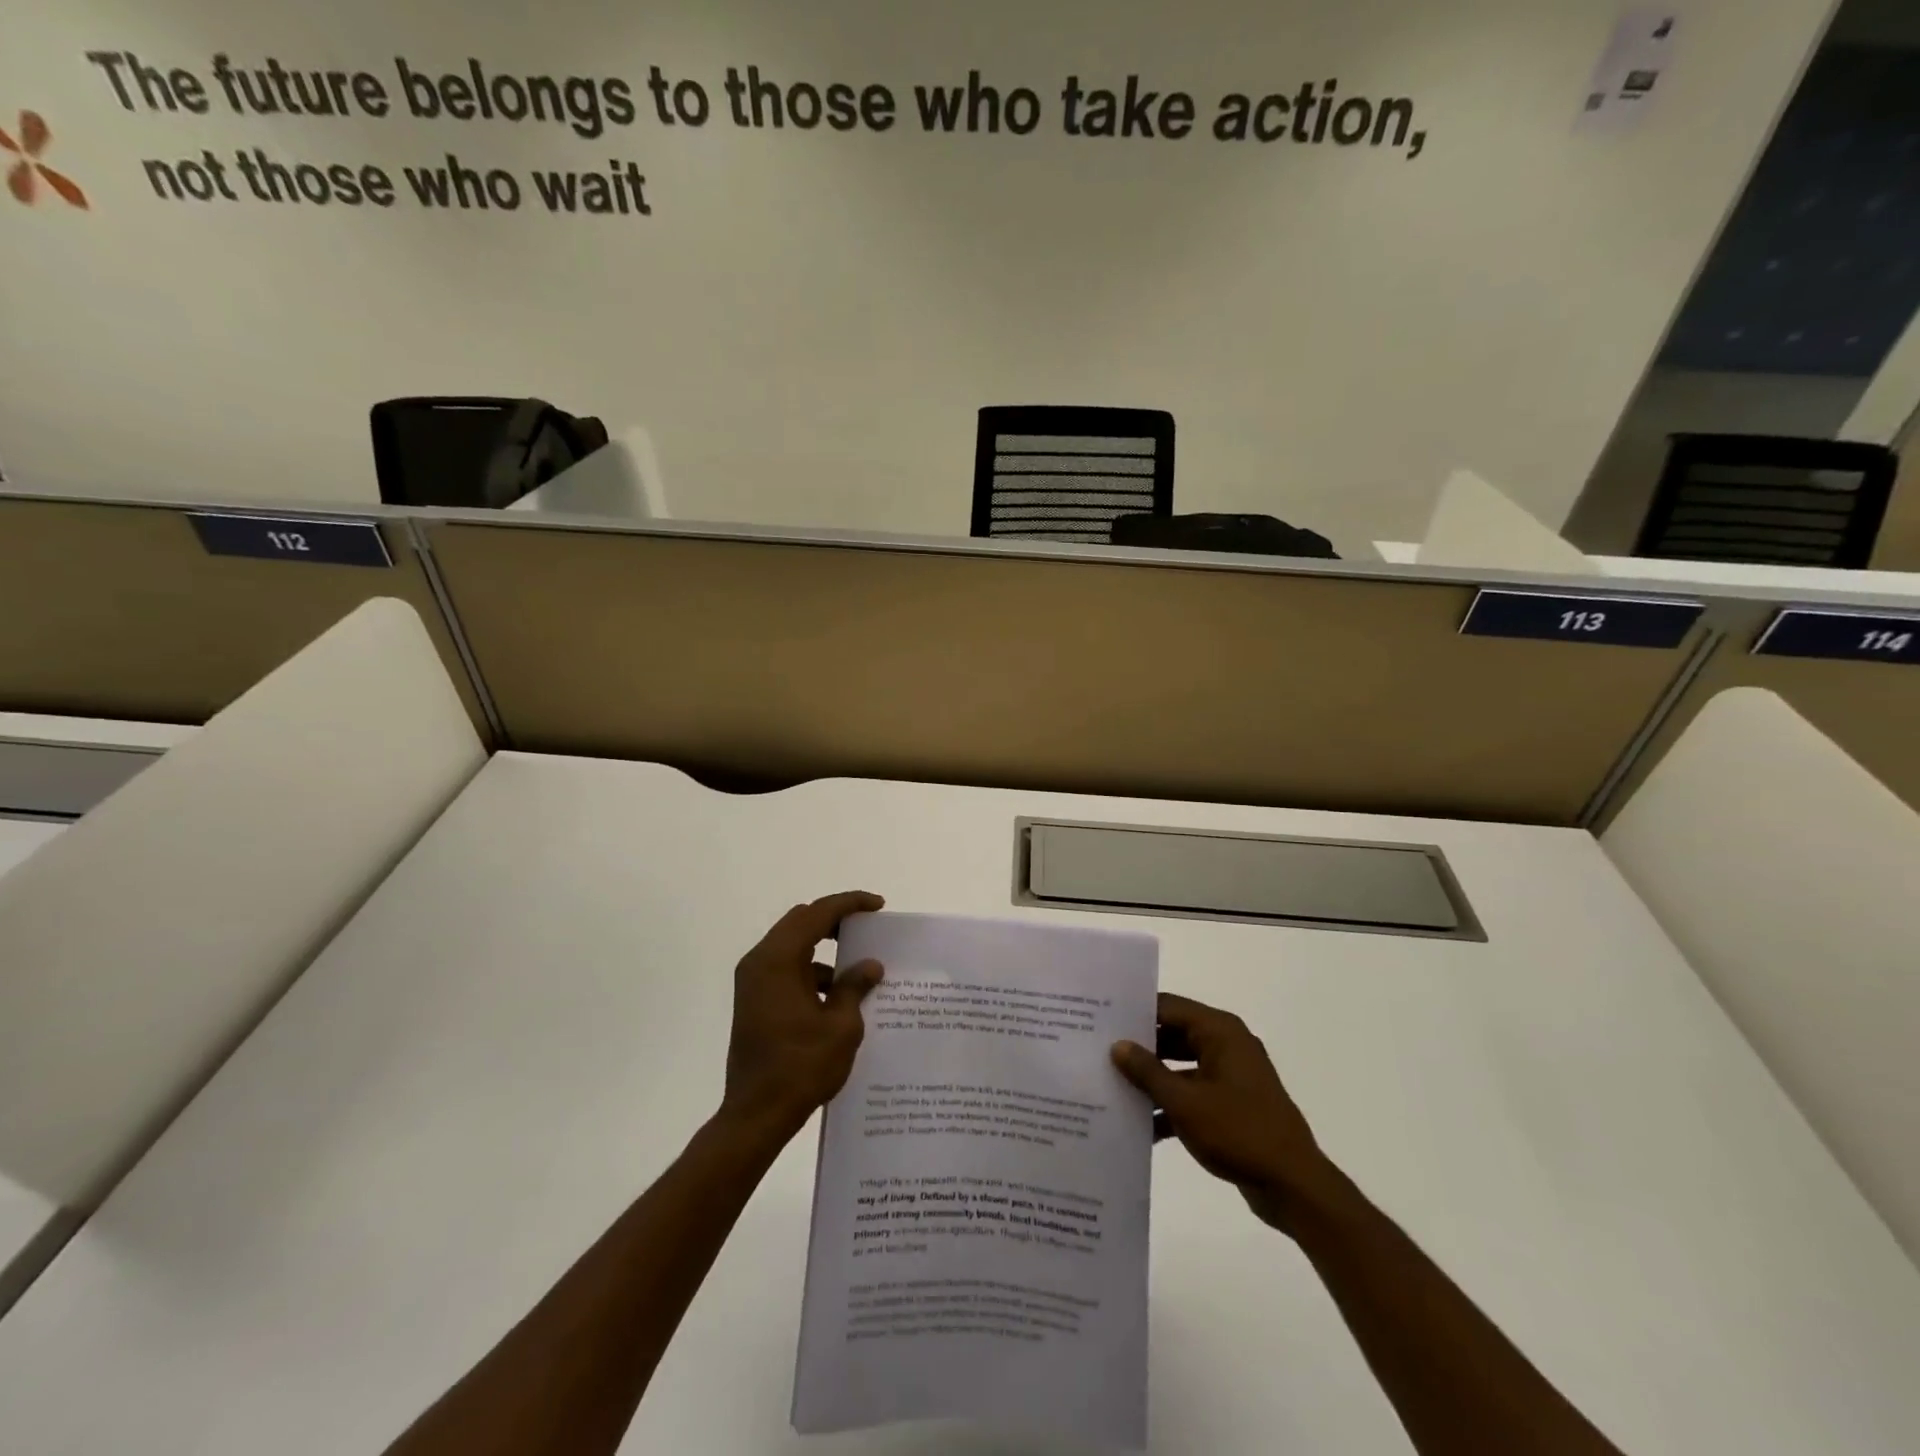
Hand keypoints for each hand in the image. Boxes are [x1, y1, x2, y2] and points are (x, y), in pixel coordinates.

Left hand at [720, 891, 886, 1143]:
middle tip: (867, 926)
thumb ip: (854, 987)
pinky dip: (812, 971)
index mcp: (778, 960)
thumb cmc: (800, 1067)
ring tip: (858, 965)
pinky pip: (787, 969)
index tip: (878, 905)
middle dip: (835, 920)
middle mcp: (760, 962)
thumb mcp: (840, 1026)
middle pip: (801, 922)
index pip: (817, 914)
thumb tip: (870, 965)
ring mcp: (754, 982)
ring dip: (824, 948)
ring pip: (793, 946)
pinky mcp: (755, 1001)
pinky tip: (838, 995)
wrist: (756, 1115)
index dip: (849, 904)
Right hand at [1112, 993, 1335, 1235]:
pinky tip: (1139, 1125)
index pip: (1168, 1007)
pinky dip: (1170, 1104)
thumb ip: (1148, 1071)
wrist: (1294, 1187)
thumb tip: (1118, 1045)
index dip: (1134, 1012)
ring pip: (1180, 1065)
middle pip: (1173, 1034)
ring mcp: (1231, 1075)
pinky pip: (1192, 1092)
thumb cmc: (1239, 1133)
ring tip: (1110, 1085)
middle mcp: (1226, 1045)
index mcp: (1220, 1032)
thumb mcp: (1184, 1102)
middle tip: (1097, 1051)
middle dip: (1139, 1047)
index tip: (1099, 1019)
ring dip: (1151, 1079)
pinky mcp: (1232, 1104)